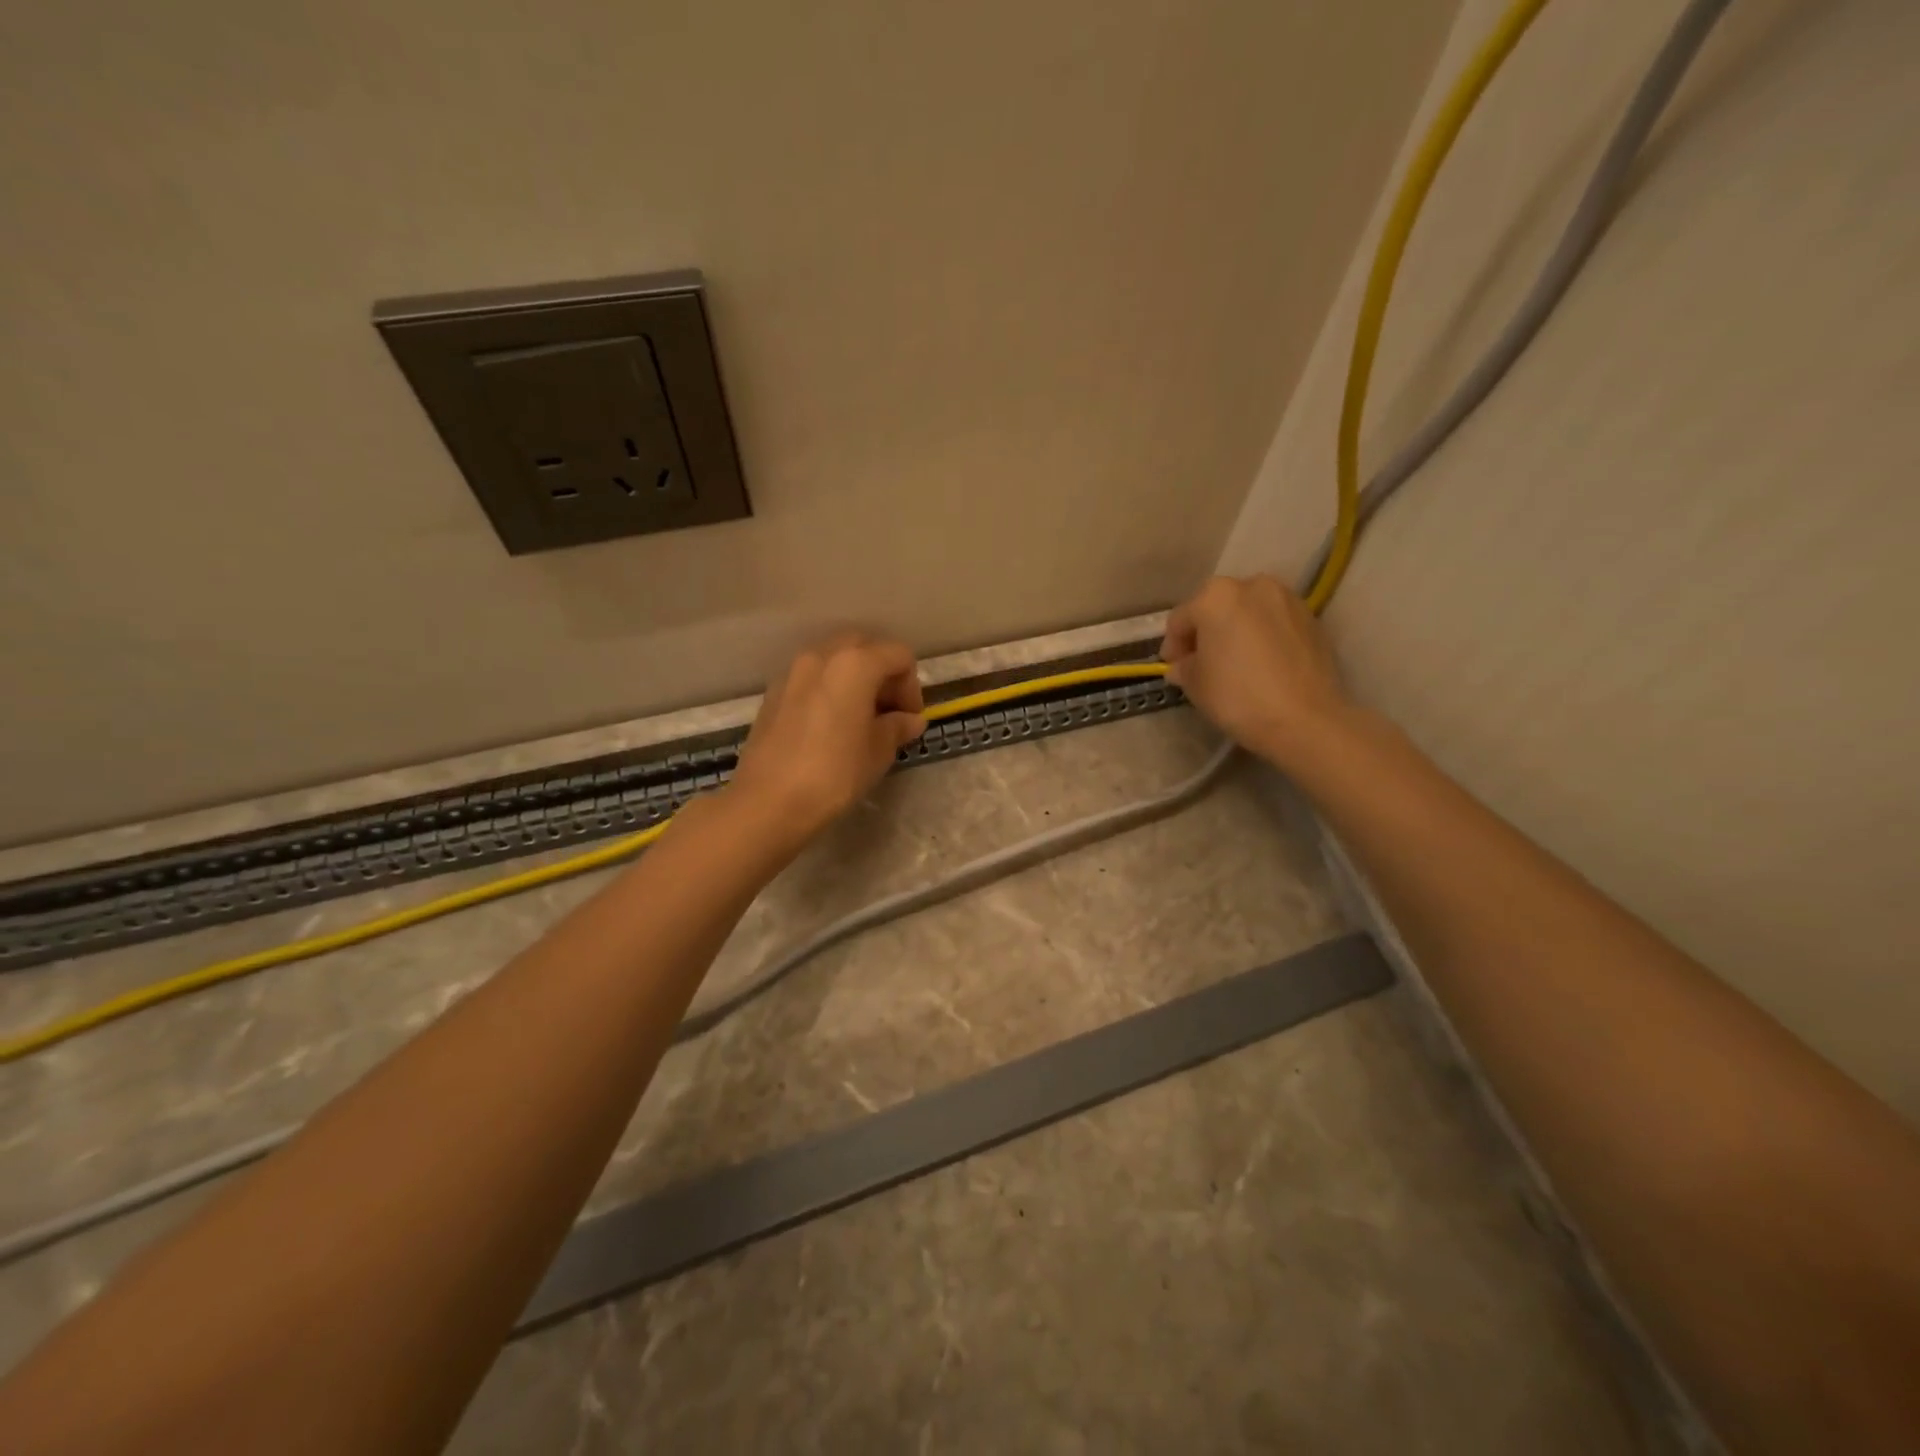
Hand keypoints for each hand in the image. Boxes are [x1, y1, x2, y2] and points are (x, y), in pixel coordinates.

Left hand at [728, 633, 926, 843]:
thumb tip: (909, 720)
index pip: (898, 656)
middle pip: (865, 647)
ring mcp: (793, 671)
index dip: (912, 686)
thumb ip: (897, 727)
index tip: (909, 720)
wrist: (768, 801)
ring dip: (854, 679)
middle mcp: (822, 655)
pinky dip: (829, 689)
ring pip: (835, 659)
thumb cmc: (834, 773)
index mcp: (855, 664)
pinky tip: (830, 726)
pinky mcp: (773, 692)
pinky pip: (811, 678)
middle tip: (888, 712)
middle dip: (883, 674)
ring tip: (859, 719)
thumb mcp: (878, 752)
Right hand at [1160, 575, 1352, 767]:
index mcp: (1215, 597)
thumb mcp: (1195, 685)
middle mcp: (1252, 586)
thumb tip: (1183, 665)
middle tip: (1202, 662)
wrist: (1304, 719)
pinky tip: (1262, 664)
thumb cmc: (1237, 697)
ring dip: (1236, 631)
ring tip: (1234, 662)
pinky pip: (1275, 623)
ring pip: (1249, 612)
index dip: (1173, 645)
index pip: (1181, 618)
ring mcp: (1287, 599)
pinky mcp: (1312, 618)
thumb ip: (1184, 667)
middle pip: (1217, 607)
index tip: (1173, 667)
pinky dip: (1263, 636)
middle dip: (1206, 632)